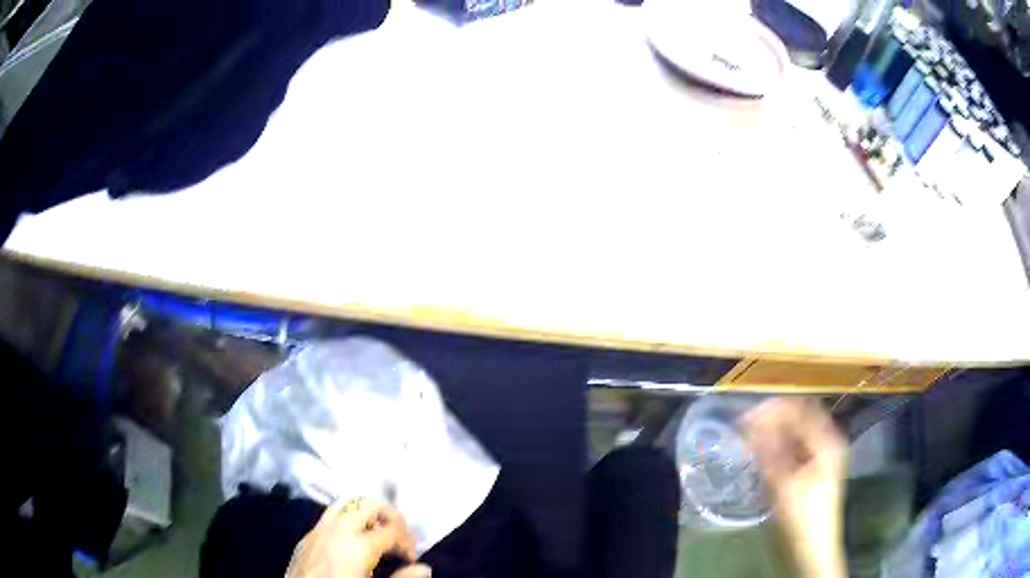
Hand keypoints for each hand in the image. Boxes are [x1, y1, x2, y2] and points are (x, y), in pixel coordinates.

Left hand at [285, 498, 430, 577]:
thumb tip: (424, 569)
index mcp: (359, 543)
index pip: (393, 529)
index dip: (408, 540)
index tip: (412, 557)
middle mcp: (338, 528)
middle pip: (370, 505)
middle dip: (390, 516)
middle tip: (399, 536)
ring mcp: (319, 529)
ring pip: (346, 503)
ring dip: (366, 512)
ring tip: (376, 531)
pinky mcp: (306, 536)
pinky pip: (329, 515)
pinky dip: (346, 519)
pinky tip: (350, 539)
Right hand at [743, 398, 847, 577]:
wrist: (813, 547)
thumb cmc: (803, 515)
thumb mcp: (784, 484)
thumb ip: (769, 451)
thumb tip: (751, 424)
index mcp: (826, 439)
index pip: (798, 408)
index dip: (771, 409)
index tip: (745, 418)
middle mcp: (827, 439)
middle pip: (798, 416)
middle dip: (772, 418)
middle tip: (745, 428)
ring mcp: (821, 453)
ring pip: (795, 431)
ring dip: (774, 431)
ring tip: (750, 441)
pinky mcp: (813, 466)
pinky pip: (795, 445)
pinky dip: (778, 445)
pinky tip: (763, 454)